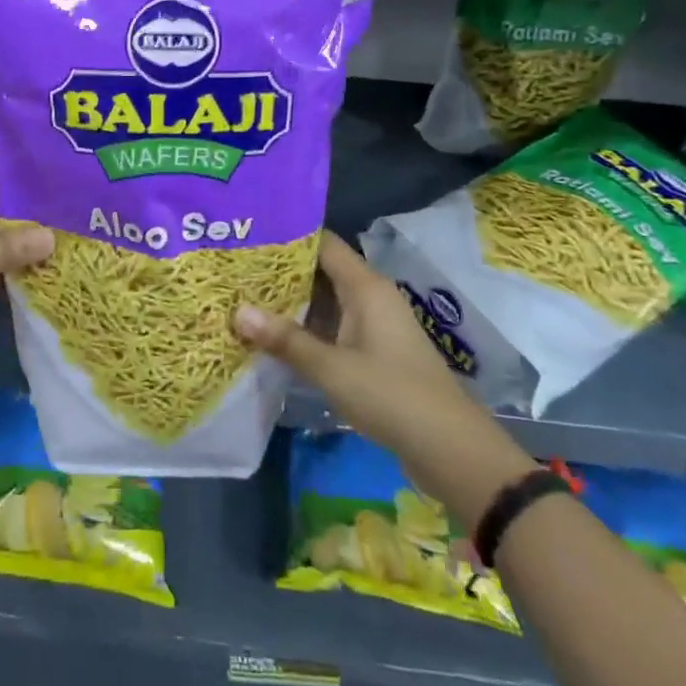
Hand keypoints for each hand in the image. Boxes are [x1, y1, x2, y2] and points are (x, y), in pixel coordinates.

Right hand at [233, 232, 467, 444]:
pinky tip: (273, 336)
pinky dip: (305, 327)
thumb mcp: (332, 368)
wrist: (450, 448)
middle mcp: (370, 297)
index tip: (248, 236)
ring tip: (244, 297)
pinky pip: (332, 326)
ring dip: (290, 302)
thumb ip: (285, 340)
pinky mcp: (373, 352)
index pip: (323, 244)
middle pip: (321, 270)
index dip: (287, 238)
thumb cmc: (391, 396)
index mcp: (366, 287)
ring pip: (325, 301)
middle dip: (280, 271)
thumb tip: (237, 311)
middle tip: (236, 269)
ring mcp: (373, 325)